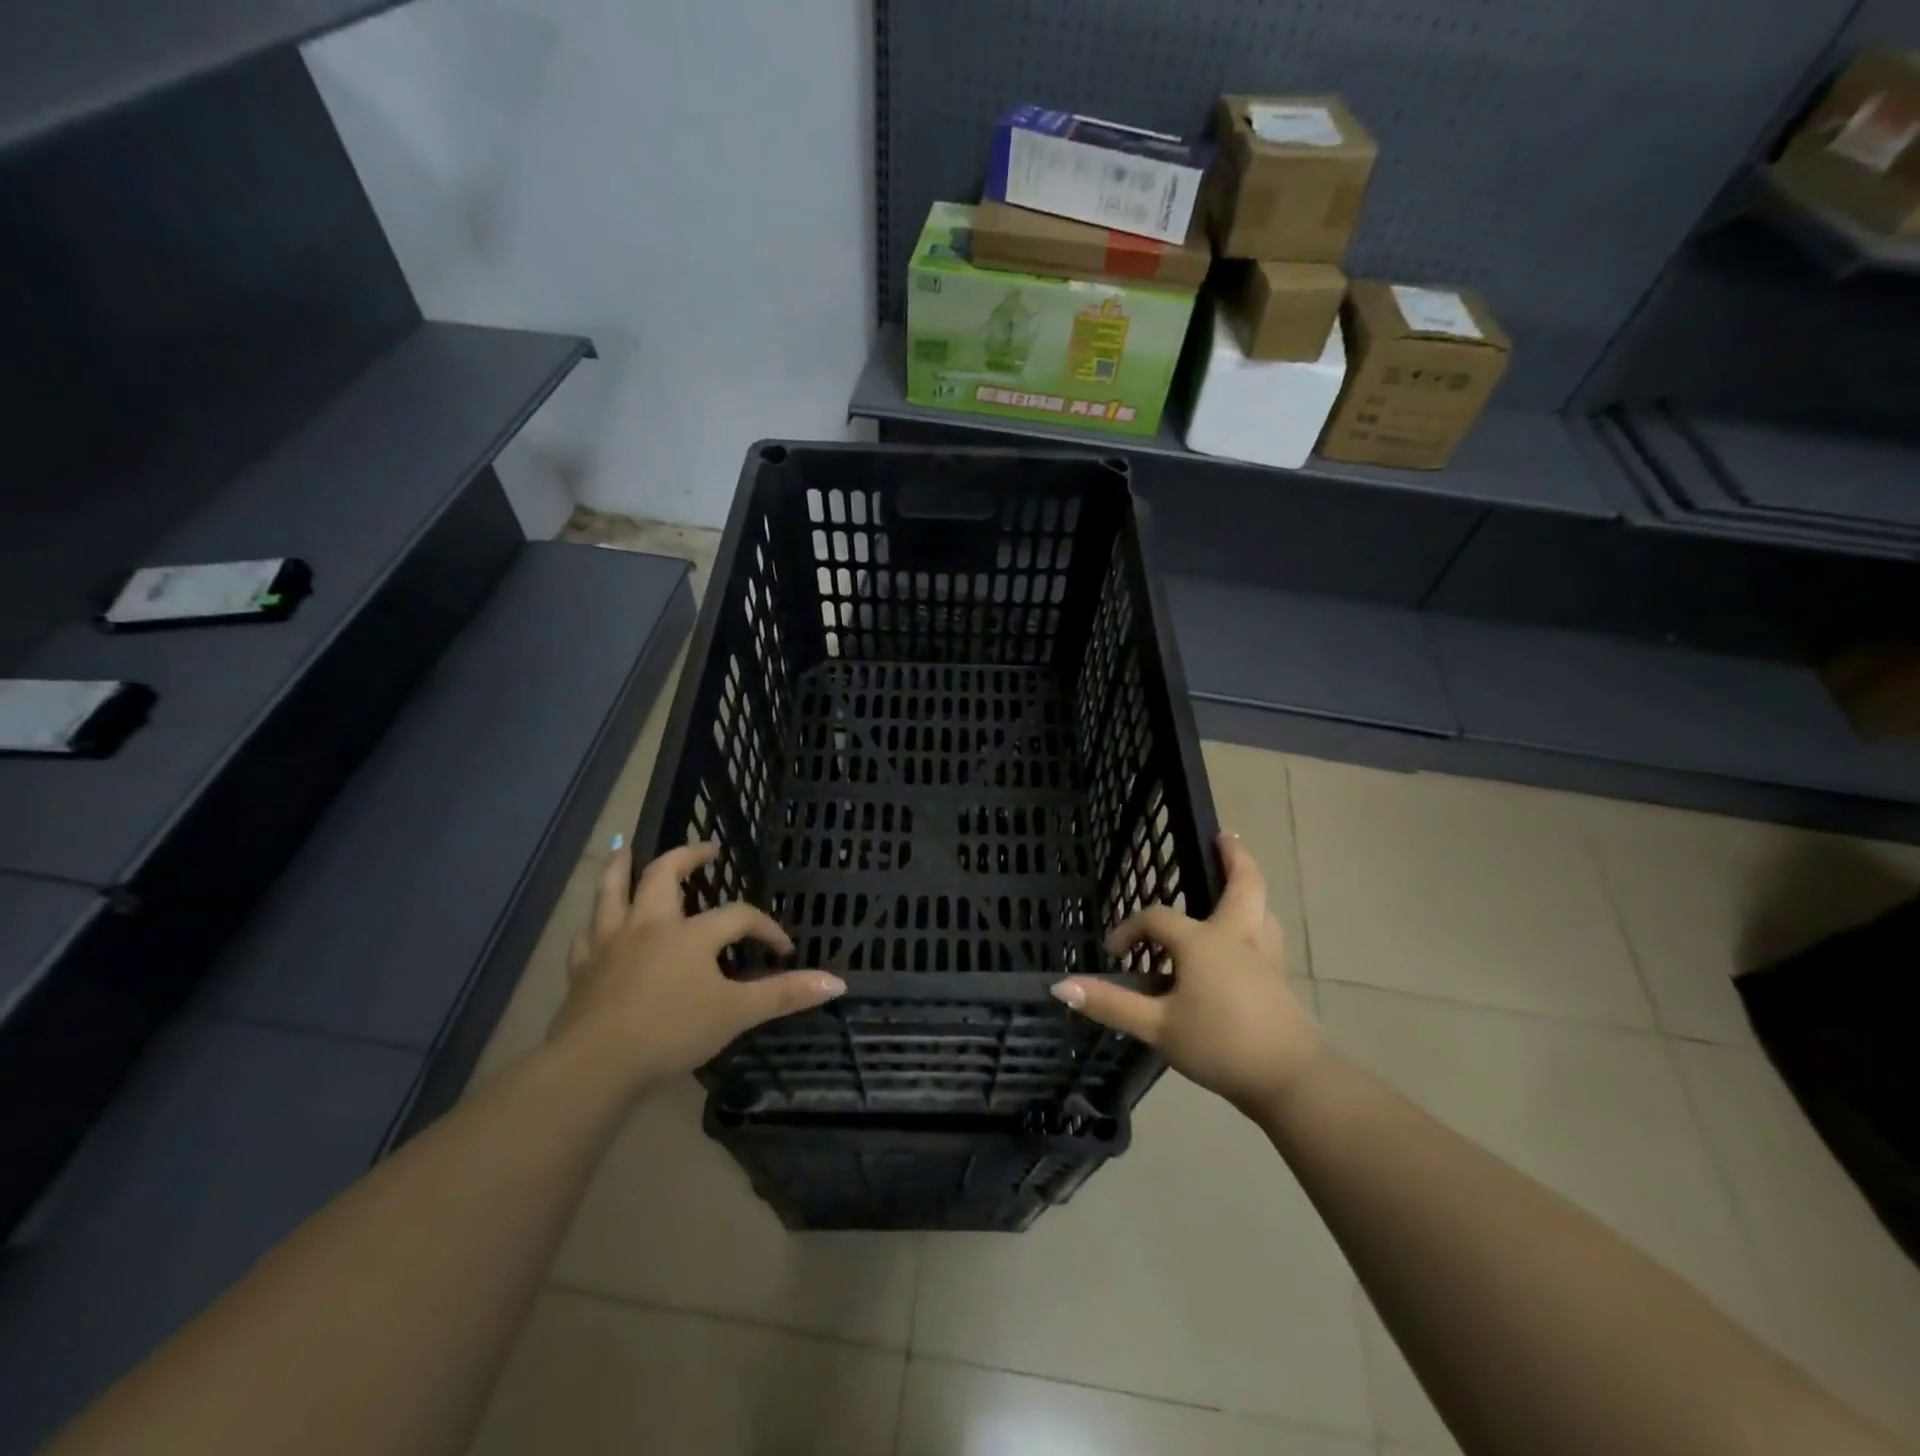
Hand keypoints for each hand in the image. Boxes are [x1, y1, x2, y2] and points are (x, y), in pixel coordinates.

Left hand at [549, 839, 845, 1095]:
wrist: (595, 1066)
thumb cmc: (672, 1033)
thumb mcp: (737, 1014)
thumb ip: (785, 995)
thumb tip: (838, 983)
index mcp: (691, 934)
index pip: (738, 916)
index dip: (765, 927)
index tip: (782, 949)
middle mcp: (649, 925)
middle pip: (664, 875)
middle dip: (686, 857)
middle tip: (705, 850)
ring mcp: (610, 944)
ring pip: (611, 892)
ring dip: (618, 867)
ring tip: (622, 848)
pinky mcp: (581, 969)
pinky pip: (586, 936)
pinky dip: (593, 924)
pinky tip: (594, 925)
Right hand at [1051, 832, 1323, 1116]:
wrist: (1290, 1079)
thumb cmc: (1219, 1044)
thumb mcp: (1157, 1027)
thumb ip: (1110, 1003)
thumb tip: (1059, 984)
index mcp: (1203, 942)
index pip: (1157, 919)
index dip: (1130, 929)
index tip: (1113, 953)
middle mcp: (1238, 938)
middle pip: (1243, 885)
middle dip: (1234, 858)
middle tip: (1224, 837)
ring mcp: (1266, 957)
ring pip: (1263, 909)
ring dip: (1250, 890)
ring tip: (1238, 884)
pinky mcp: (1281, 980)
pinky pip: (1267, 936)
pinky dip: (1257, 922)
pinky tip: (1248, 940)